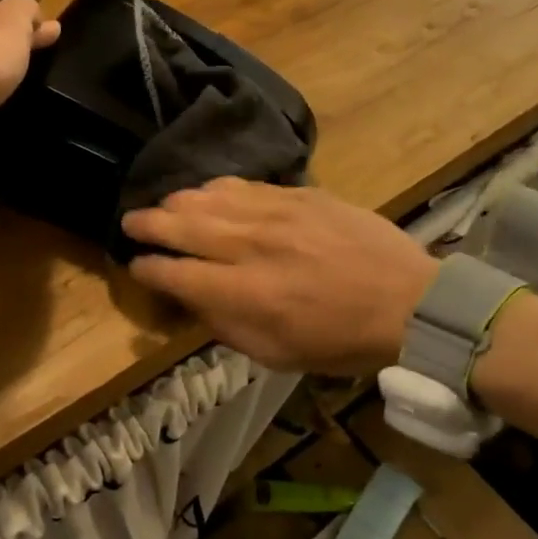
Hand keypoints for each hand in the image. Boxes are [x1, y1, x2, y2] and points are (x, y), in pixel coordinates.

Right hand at [121, 178, 440, 373]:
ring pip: (210, 196)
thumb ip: (225, 324)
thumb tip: (190, 297)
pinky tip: (209, 192)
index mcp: (244, 293)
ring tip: (164, 204)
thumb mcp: (276, 354)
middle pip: (183, 224)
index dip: (148, 268)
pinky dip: (219, 188)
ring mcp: (276, 213)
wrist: (407, 300)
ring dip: (179, 200)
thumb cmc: (339, 340)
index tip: (136, 265)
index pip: (175, 272)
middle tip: (130, 222)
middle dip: (148, 223)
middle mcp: (252, 246)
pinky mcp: (299, 194)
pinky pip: (246, 184)